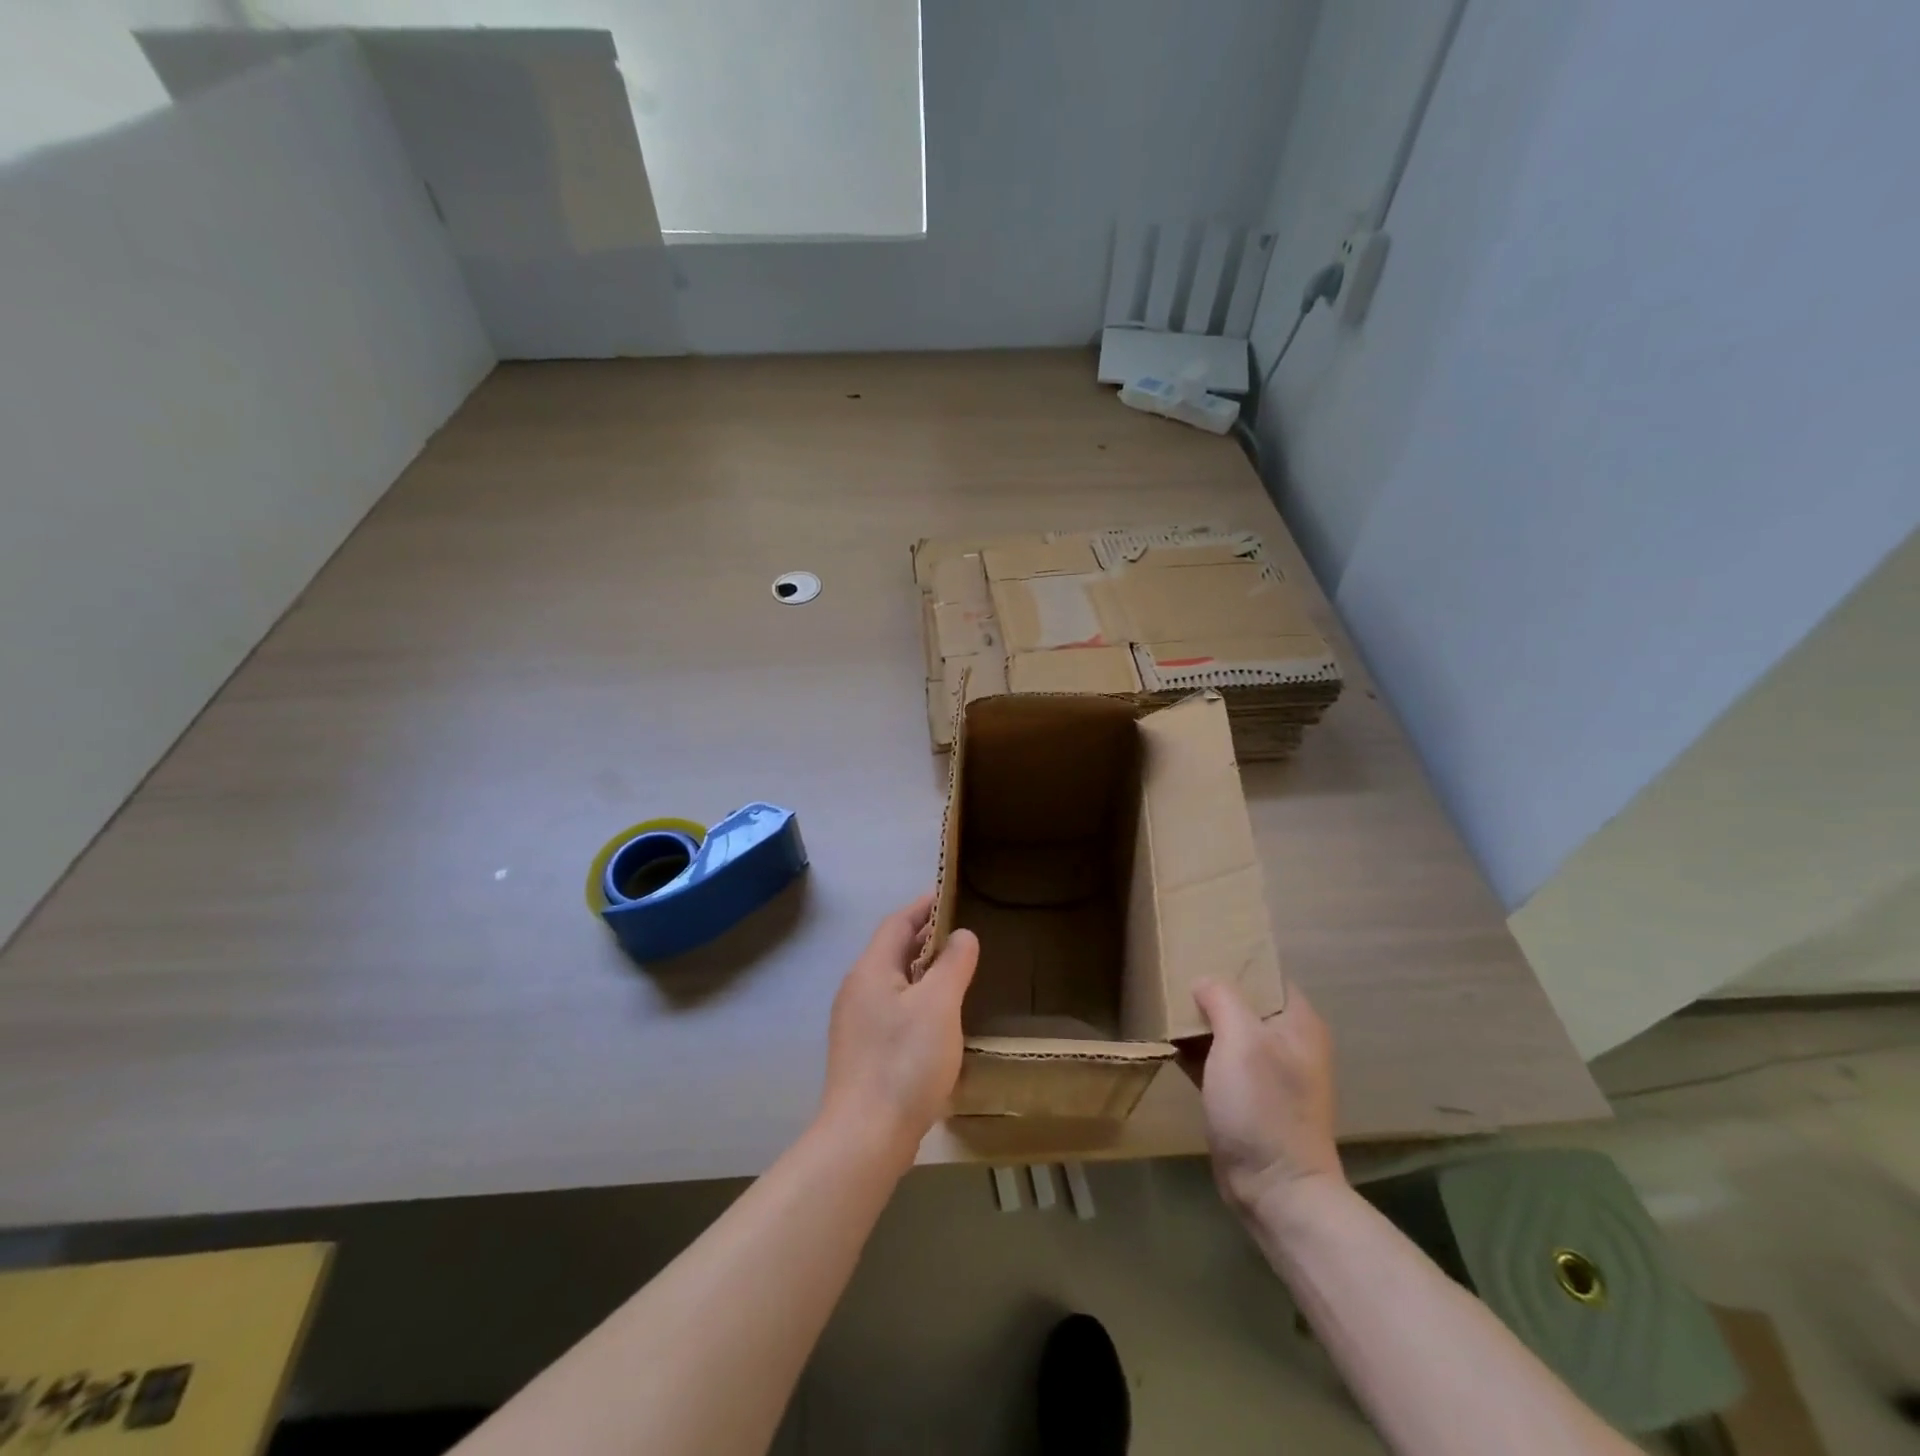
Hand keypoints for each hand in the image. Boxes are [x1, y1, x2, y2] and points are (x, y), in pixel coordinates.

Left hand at [818, 894, 978, 1165]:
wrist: (865, 1137)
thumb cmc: (904, 1062)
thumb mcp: (939, 1005)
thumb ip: (953, 964)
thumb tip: (962, 935)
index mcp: (871, 970)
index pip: (898, 923)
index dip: (924, 907)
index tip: (951, 897)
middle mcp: (857, 990)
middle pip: (893, 951)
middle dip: (926, 939)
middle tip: (963, 936)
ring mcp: (856, 1024)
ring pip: (894, 984)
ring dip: (923, 973)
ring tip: (957, 974)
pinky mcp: (862, 1053)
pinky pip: (893, 1011)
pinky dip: (917, 1002)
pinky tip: (940, 1021)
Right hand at [1188, 978, 1343, 1221]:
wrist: (1275, 1190)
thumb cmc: (1264, 1107)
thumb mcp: (1241, 1041)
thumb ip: (1222, 999)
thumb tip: (1204, 980)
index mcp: (1298, 1023)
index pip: (1267, 975)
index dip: (1236, 961)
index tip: (1200, 950)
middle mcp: (1287, 1043)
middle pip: (1244, 1002)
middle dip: (1211, 991)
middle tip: (1174, 974)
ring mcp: (1267, 1073)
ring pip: (1228, 1031)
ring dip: (1200, 1022)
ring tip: (1164, 1003)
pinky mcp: (1246, 1098)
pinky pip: (1217, 1061)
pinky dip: (1196, 1051)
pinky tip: (1167, 1043)